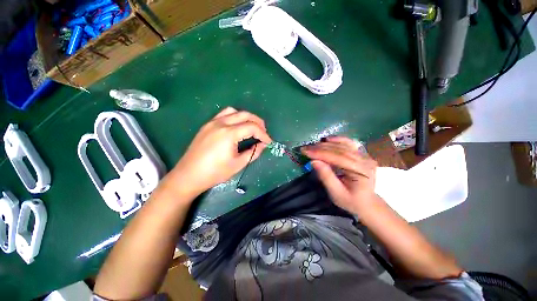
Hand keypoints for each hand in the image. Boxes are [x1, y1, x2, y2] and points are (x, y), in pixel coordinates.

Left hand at [169, 107, 271, 195]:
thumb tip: (263, 145)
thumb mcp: (238, 164)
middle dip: (258, 122)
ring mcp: (212, 122)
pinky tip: (237, 126)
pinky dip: (234, 117)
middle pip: (245, 115)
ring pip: (234, 111)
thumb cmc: (215, 172)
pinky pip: (224, 115)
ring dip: (246, 117)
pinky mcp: (207, 125)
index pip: (252, 127)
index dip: (263, 134)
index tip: (268, 141)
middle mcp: (221, 123)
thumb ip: (253, 152)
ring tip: (251, 127)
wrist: (189, 175)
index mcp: (229, 134)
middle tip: (264, 132)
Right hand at [301, 136, 377, 213]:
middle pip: (339, 150)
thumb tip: (314, 161)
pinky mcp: (361, 154)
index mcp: (361, 172)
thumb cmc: (350, 201)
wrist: (366, 203)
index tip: (305, 151)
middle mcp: (365, 161)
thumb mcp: (336, 193)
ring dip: (325, 144)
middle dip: (320, 148)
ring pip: (343, 145)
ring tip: (311, 146)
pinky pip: (349, 143)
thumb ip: (326, 177)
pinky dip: (337, 140)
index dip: (320, 153)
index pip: (337, 158)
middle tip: (305, 148)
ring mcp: (364, 156)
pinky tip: (327, 139)